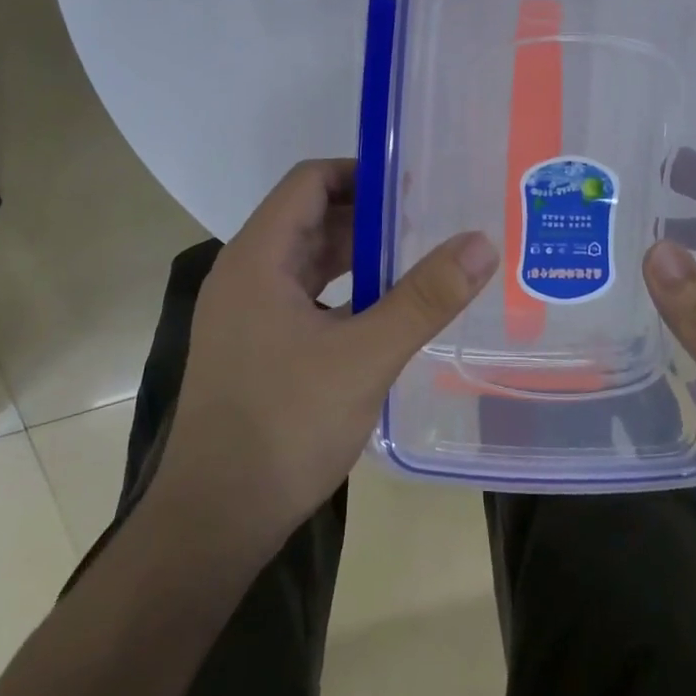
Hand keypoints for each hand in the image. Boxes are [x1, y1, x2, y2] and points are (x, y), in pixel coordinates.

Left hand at [150, 159, 497, 558]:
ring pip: (307, 261)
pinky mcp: (253, 346)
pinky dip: (343, 292)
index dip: (361, 173)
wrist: (214, 522)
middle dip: (368, 216)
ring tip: (417, 260)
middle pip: (309, 218)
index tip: (414, 186)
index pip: (309, 182)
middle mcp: (244, 273)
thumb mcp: (364, 357)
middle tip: (429, 223)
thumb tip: (481, 242)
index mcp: (257, 257)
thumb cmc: (284, 427)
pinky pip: (303, 297)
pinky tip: (384, 312)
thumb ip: (424, 298)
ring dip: (357, 256)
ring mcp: (246, 313)